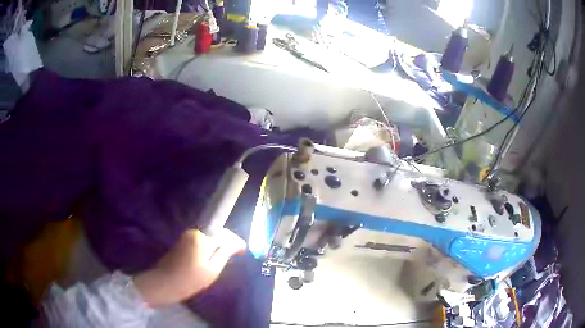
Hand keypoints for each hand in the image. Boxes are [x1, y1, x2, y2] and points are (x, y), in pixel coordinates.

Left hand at [134, 228, 245, 307]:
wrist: (164, 283)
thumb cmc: (190, 279)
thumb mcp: (212, 269)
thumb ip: (225, 253)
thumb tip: (237, 243)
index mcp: (202, 238)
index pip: (224, 235)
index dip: (236, 242)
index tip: (244, 252)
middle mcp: (194, 232)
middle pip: (216, 233)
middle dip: (227, 242)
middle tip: (237, 255)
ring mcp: (186, 236)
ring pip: (208, 237)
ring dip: (218, 245)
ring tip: (226, 258)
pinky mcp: (182, 242)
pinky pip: (201, 241)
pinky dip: (209, 248)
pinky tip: (212, 258)